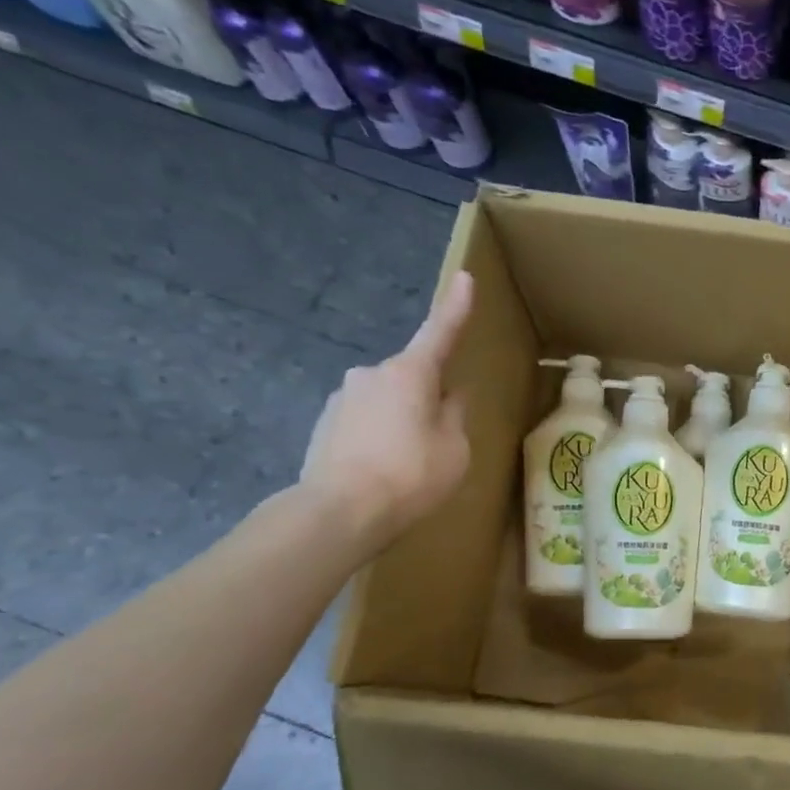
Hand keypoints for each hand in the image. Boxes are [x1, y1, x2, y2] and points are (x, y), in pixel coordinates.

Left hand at [298, 270, 474, 550]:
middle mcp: (371, 374)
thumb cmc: (411, 475)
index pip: (440, 332)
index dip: (456, 307)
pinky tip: (383, 470)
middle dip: (429, 396)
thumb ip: (454, 414)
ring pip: (388, 400)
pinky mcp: (325, 423)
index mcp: (410, 373)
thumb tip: (449, 395)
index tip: (464, 277)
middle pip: (413, 376)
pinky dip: (380, 436)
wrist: (339, 512)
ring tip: (409, 464)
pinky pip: (366, 420)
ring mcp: (343, 397)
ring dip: (403, 419)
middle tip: (439, 439)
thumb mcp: (455, 448)